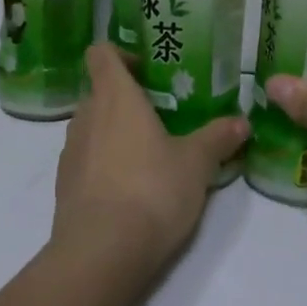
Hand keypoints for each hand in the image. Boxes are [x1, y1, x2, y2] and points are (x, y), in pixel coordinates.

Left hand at [51, 44, 248, 268]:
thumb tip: (242, 122)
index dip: (121, 54)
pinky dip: (104, 164)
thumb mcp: (197, 163)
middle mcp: (86, 116)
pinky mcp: (65, 185)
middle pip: (99, 91)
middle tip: (162, 116)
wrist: (102, 252)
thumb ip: (218, 138)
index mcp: (115, 97)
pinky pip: (86, 160)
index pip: (102, 53)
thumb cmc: (152, 190)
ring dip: (115, 132)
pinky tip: (131, 189)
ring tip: (150, 155)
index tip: (147, 71)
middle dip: (127, 99)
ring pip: (92, 127)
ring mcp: (70, 152)